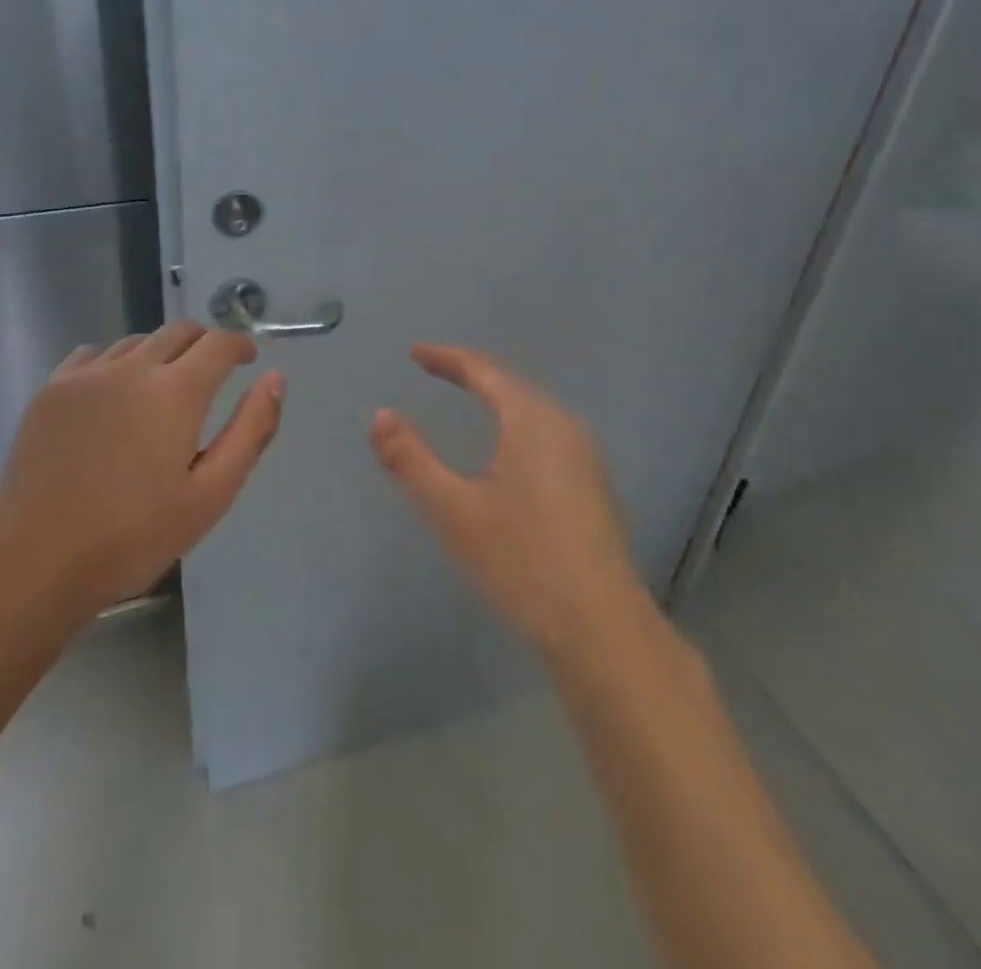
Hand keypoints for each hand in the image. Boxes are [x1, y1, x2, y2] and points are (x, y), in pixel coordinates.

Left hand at [0, 321, 283, 630]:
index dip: (240, 345)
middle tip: (214, 371)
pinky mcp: (50, 390)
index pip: (218, 343)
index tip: (249, 359)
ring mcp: (85, 376)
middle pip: (178, 331)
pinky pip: (93, 355)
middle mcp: (131, 368)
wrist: (33, 563)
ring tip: (165, 386)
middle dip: (204, 343)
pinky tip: (114, 392)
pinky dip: (117, 361)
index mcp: (175, 392)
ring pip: (136, 341)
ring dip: (161, 352)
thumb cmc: (133, 537)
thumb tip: (275, 378)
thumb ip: (251, 430)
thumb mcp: (211, 494)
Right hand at [370, 343, 649, 659]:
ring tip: (467, 399)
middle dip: (471, 373)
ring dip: (497, 398)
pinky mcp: (594, 485)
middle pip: (511, 384)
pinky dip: (516, 424)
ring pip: (534, 410)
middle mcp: (564, 426)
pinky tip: (508, 450)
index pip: (483, 370)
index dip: (447, 358)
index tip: (415, 353)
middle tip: (435, 371)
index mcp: (531, 420)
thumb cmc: (521, 561)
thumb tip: (380, 415)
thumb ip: (410, 459)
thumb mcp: (452, 510)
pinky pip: (547, 433)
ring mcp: (586, 456)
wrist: (600, 627)